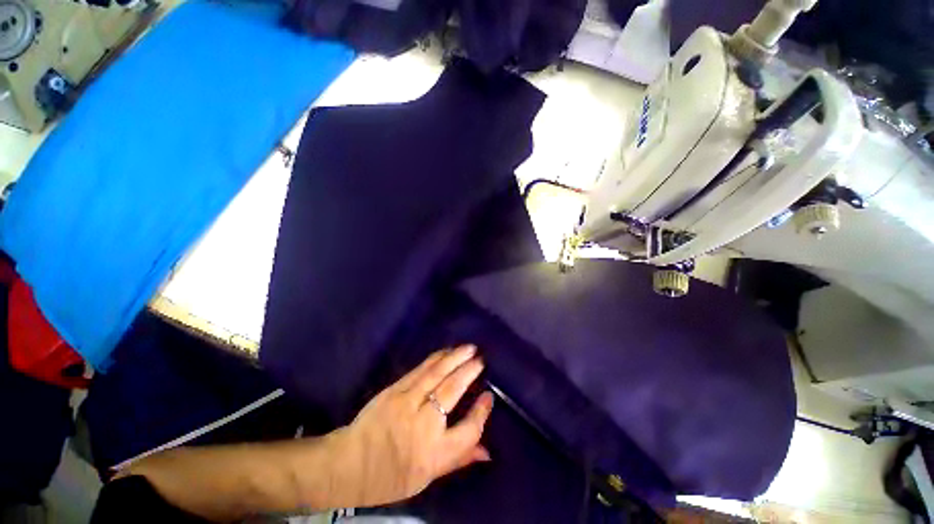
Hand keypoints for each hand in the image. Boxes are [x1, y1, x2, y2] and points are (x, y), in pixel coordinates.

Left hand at [334, 345, 494, 506]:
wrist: (349, 464)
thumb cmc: (391, 475)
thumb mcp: (427, 477)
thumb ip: (459, 460)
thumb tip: (487, 451)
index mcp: (434, 453)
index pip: (468, 430)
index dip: (481, 412)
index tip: (488, 396)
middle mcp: (423, 425)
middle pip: (452, 391)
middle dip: (469, 372)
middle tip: (481, 360)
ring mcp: (407, 403)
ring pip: (437, 374)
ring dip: (455, 358)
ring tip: (469, 348)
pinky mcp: (394, 390)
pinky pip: (420, 370)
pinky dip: (436, 359)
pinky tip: (446, 352)